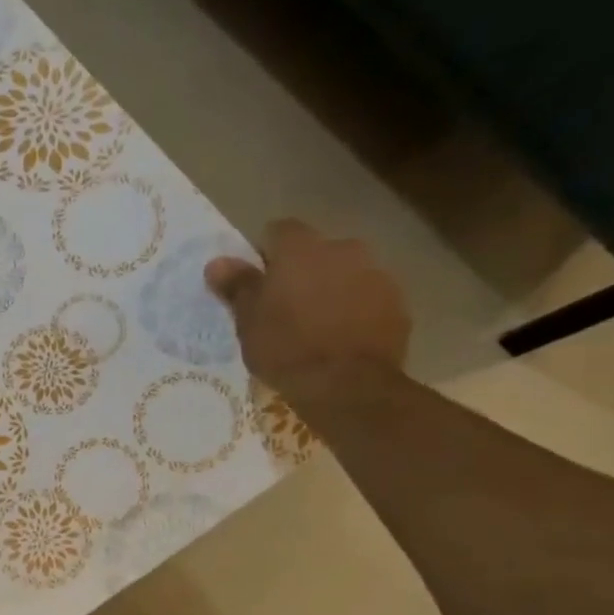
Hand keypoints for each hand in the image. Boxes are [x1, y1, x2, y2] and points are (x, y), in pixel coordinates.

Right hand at [205, 219, 410, 405]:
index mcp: (301, 249)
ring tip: (314, 326)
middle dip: (301, 272)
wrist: (347, 384)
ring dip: (330, 289)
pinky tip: (340, 338)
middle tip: (284, 307)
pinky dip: (354, 309)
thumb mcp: (248, 321)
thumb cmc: (286, 348)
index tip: (257, 282)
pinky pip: (367, 297)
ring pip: (345, 273)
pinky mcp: (397, 302)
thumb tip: (216, 262)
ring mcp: (376, 273)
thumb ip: (236, 286)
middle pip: (316, 251)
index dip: (265, 253)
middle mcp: (343, 249)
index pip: (279, 231)